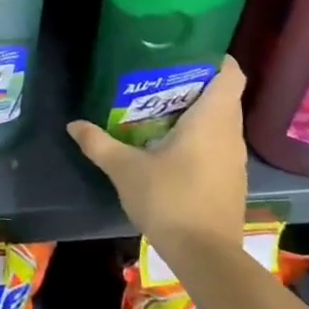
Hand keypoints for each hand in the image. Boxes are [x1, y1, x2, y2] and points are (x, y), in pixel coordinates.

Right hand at [67, 58, 248, 257]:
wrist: (206, 257)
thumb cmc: (169, 200)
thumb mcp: (125, 169)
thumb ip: (98, 143)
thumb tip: (73, 124)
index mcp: (212, 119)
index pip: (231, 73)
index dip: (213, 57)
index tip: (186, 52)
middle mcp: (231, 134)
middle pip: (223, 95)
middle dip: (195, 83)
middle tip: (159, 78)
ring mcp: (235, 159)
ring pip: (221, 122)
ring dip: (197, 112)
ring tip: (159, 108)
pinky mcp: (232, 180)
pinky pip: (219, 144)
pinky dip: (200, 136)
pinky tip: (170, 146)